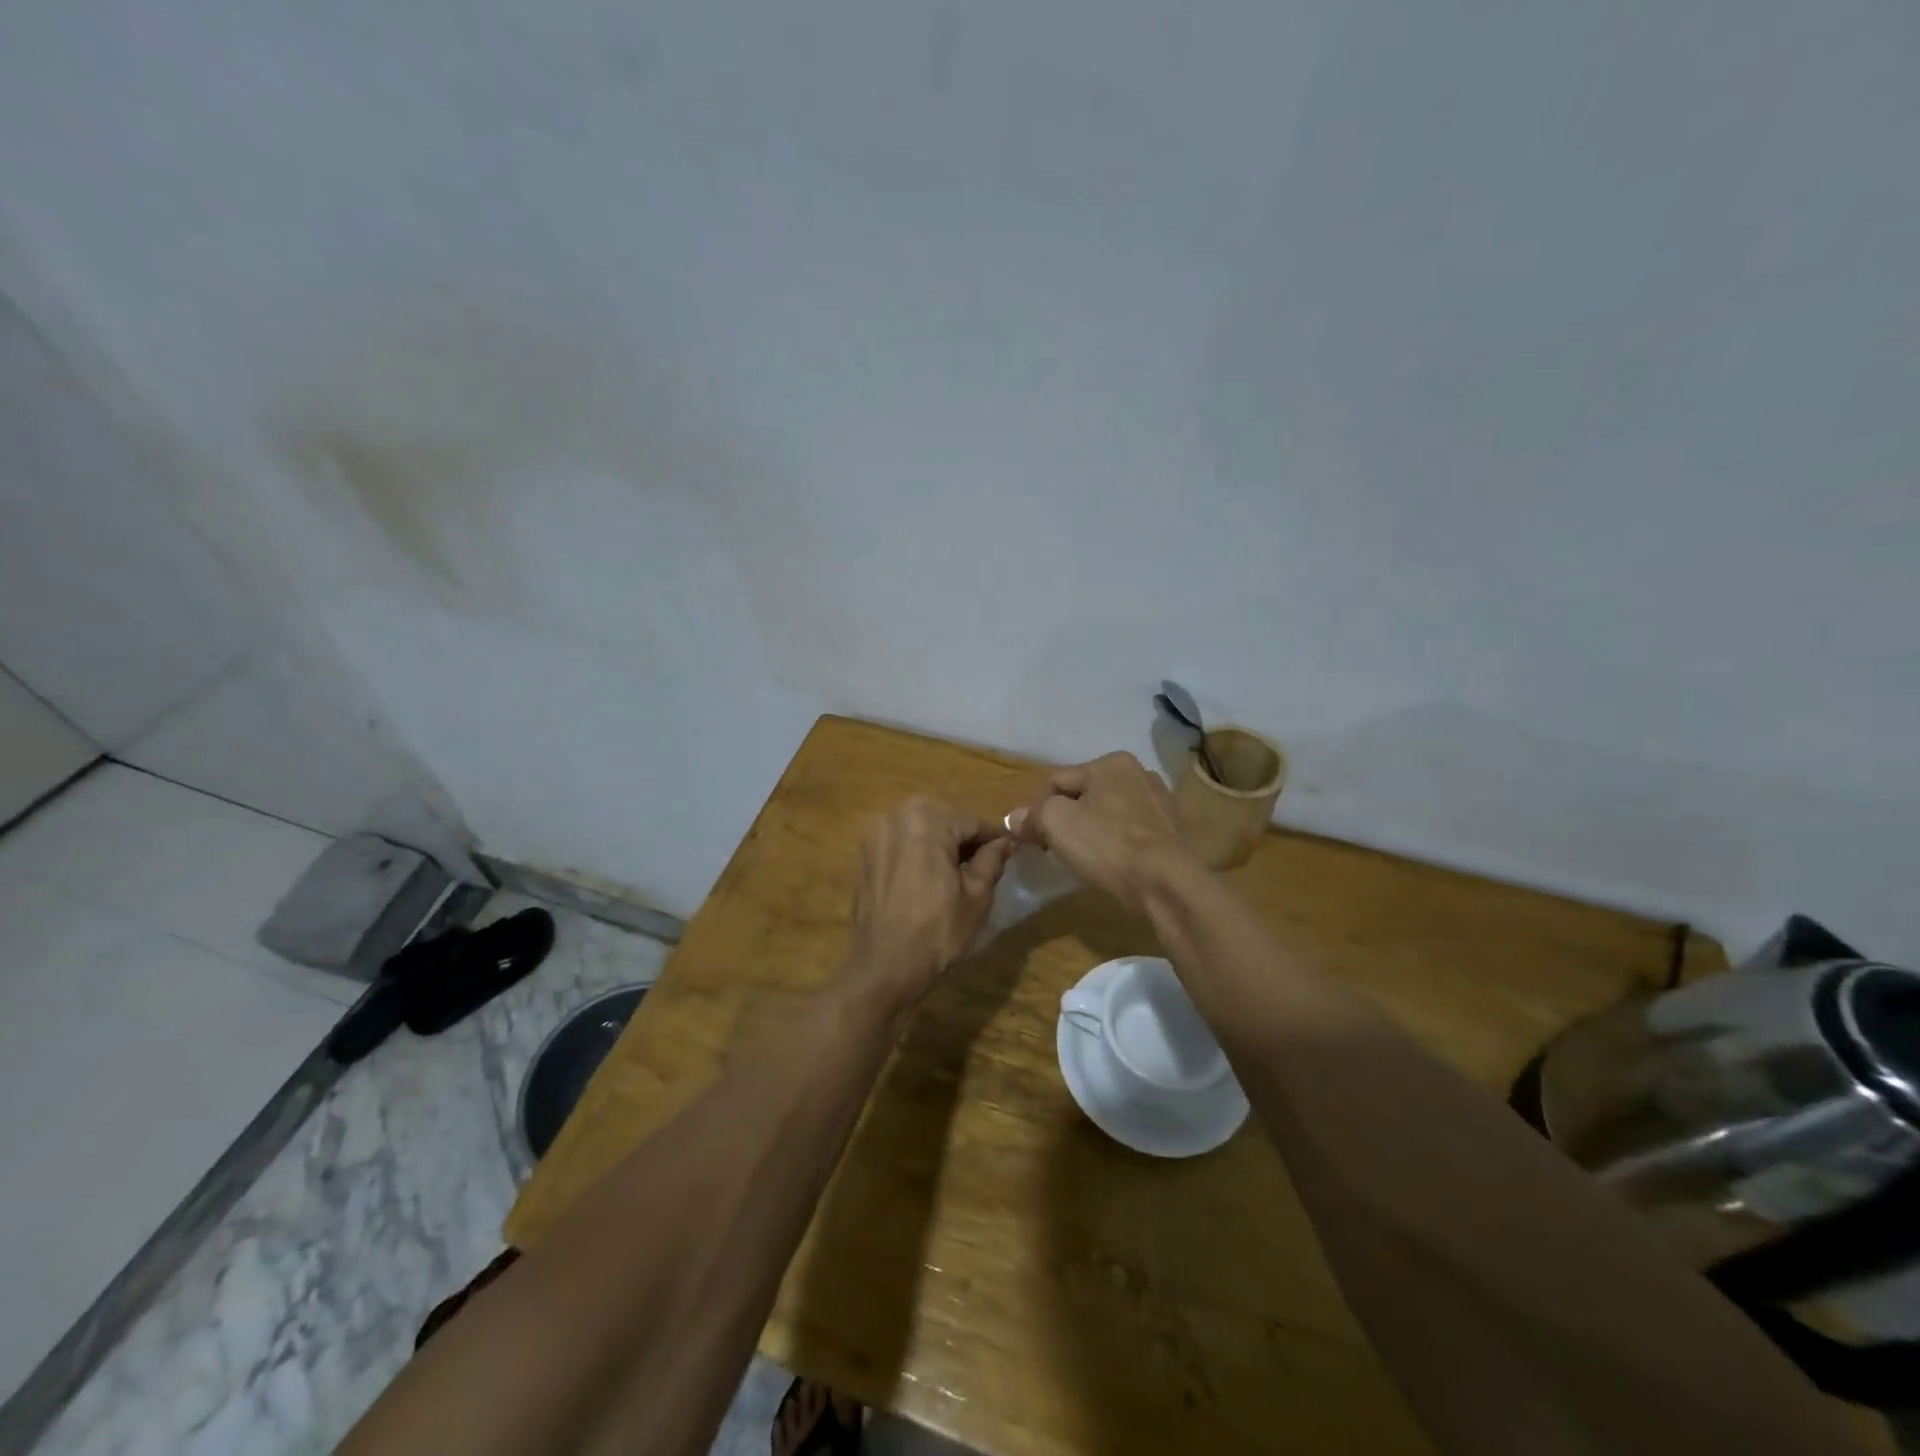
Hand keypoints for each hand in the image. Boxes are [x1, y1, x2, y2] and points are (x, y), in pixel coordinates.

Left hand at [847, 797, 1016, 1003]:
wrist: (885, 967)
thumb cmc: (938, 931)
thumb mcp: (977, 895)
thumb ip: (993, 859)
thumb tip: (1005, 840)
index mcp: (926, 820)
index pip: (971, 821)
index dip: (993, 838)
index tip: (1010, 851)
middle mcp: (896, 816)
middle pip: (944, 819)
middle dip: (964, 838)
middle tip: (982, 865)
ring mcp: (875, 833)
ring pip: (920, 828)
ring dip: (940, 843)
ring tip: (956, 874)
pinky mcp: (864, 853)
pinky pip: (900, 842)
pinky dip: (917, 852)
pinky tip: (927, 878)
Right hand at [1008, 752, 1198, 915]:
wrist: (1166, 883)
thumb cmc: (1107, 844)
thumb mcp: (1055, 823)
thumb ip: (1032, 815)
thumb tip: (1013, 818)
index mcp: (1112, 762)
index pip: (1058, 781)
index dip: (1040, 809)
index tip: (1035, 838)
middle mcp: (1140, 773)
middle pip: (1085, 796)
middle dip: (1069, 819)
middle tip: (1058, 850)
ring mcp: (1160, 802)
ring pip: (1109, 815)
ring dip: (1094, 832)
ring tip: (1087, 860)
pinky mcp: (1172, 832)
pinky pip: (1131, 833)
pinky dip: (1118, 844)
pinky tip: (1114, 865)